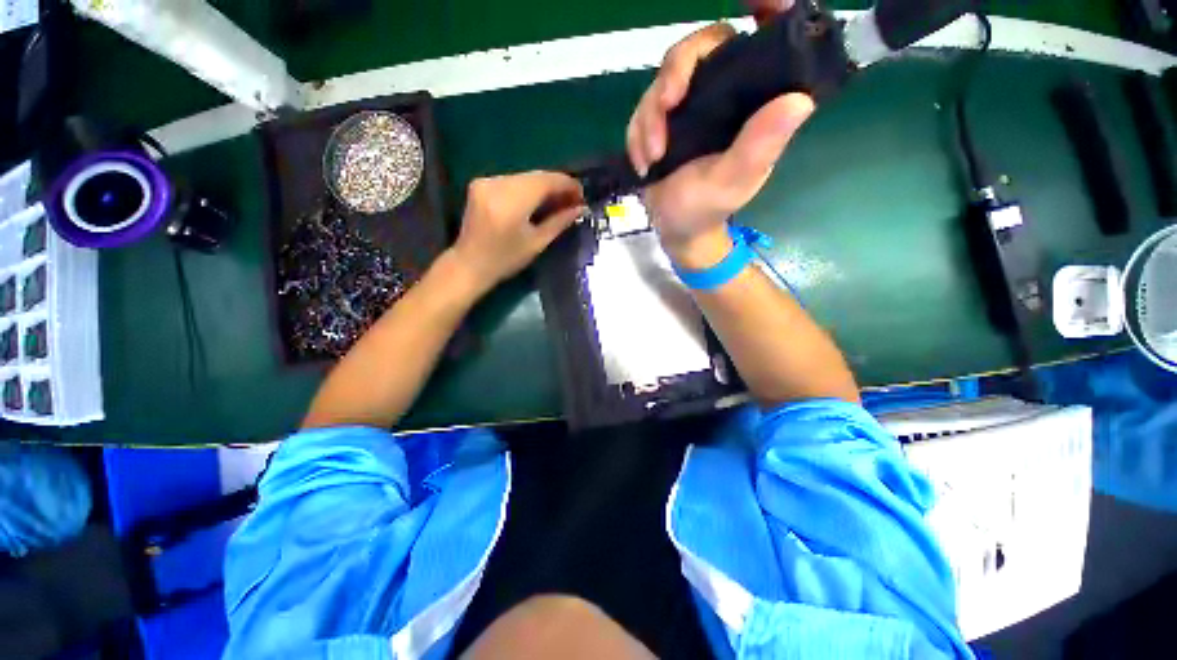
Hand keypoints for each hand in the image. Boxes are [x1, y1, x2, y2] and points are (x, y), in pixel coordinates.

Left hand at [451, 171, 584, 289]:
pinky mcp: (481, 183)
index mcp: (511, 201)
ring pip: (525, 177)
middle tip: (573, 201)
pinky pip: (513, 181)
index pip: (546, 181)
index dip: (567, 185)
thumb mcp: (536, 243)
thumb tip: (580, 208)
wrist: (469, 264)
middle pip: (536, 176)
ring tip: (558, 202)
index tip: (582, 196)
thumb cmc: (505, 260)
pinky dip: (528, 188)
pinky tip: (538, 201)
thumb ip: (559, 221)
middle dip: (557, 186)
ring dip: (544, 187)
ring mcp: (486, 181)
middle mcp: (497, 184)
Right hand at [626, 20, 813, 267]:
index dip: (765, 11)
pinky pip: (642, 108)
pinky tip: (643, 162)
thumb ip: (760, 146)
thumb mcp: (734, 181)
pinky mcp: (663, 120)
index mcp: (752, 103)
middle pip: (698, 50)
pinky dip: (637, 134)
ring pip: (663, 79)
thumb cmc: (707, 208)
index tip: (755, 0)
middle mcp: (723, 93)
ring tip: (650, 158)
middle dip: (673, 77)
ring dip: (648, 117)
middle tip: (664, 110)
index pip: (764, 42)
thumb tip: (799, 100)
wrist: (675, 227)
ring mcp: (690, 105)